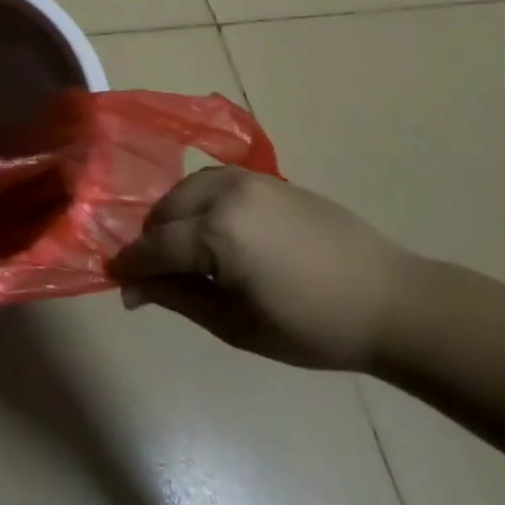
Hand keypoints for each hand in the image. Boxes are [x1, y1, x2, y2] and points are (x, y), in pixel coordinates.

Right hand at [109, 166, 415, 370]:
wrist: (390, 300)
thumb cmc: (313, 326)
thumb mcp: (237, 324)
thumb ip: (178, 297)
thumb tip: (132, 289)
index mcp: (216, 234)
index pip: (154, 245)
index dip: (131, 264)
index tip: (114, 279)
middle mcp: (223, 195)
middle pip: (164, 211)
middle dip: (149, 239)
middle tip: (151, 272)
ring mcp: (246, 180)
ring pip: (184, 190)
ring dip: (171, 216)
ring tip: (179, 249)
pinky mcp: (266, 178)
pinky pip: (212, 181)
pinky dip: (197, 201)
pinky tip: (208, 227)